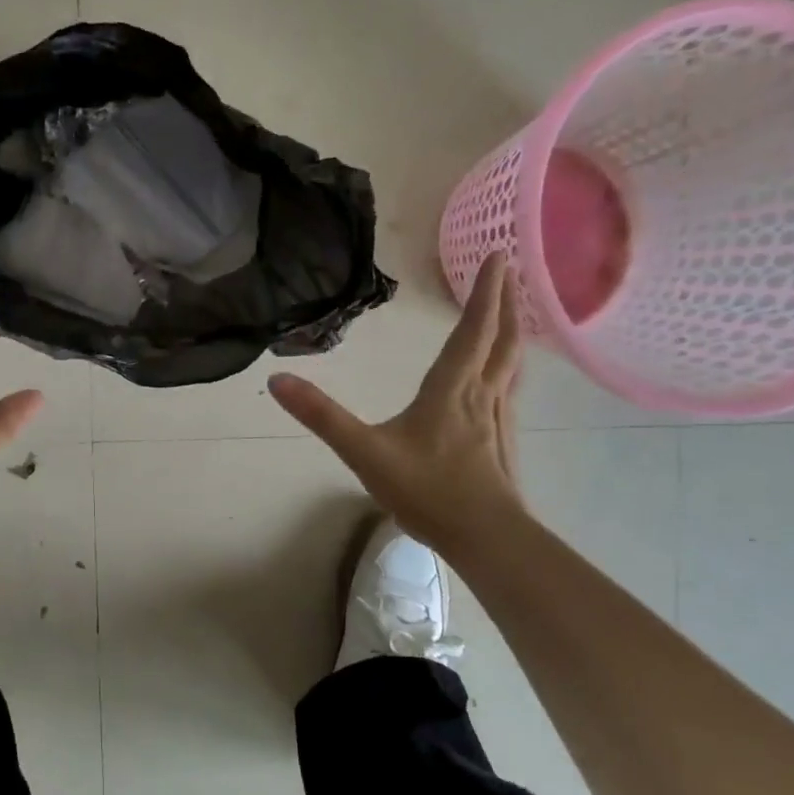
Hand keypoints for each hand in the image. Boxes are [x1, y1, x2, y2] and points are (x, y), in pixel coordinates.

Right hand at [267, 253, 524, 556]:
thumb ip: (321, 416)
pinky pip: (510, 391)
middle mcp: (480, 396)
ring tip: (515, 314)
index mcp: (450, 390)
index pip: (472, 331)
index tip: (500, 256)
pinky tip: (503, 381)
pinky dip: (511, 369)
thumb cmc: (426, 490)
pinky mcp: (502, 443)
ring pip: (512, 366)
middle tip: (512, 271)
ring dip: (515, 333)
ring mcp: (497, 420)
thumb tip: (277, 379)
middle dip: (507, 303)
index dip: (485, 293)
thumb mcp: (363, 452)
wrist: (486, 538)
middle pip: (503, 341)